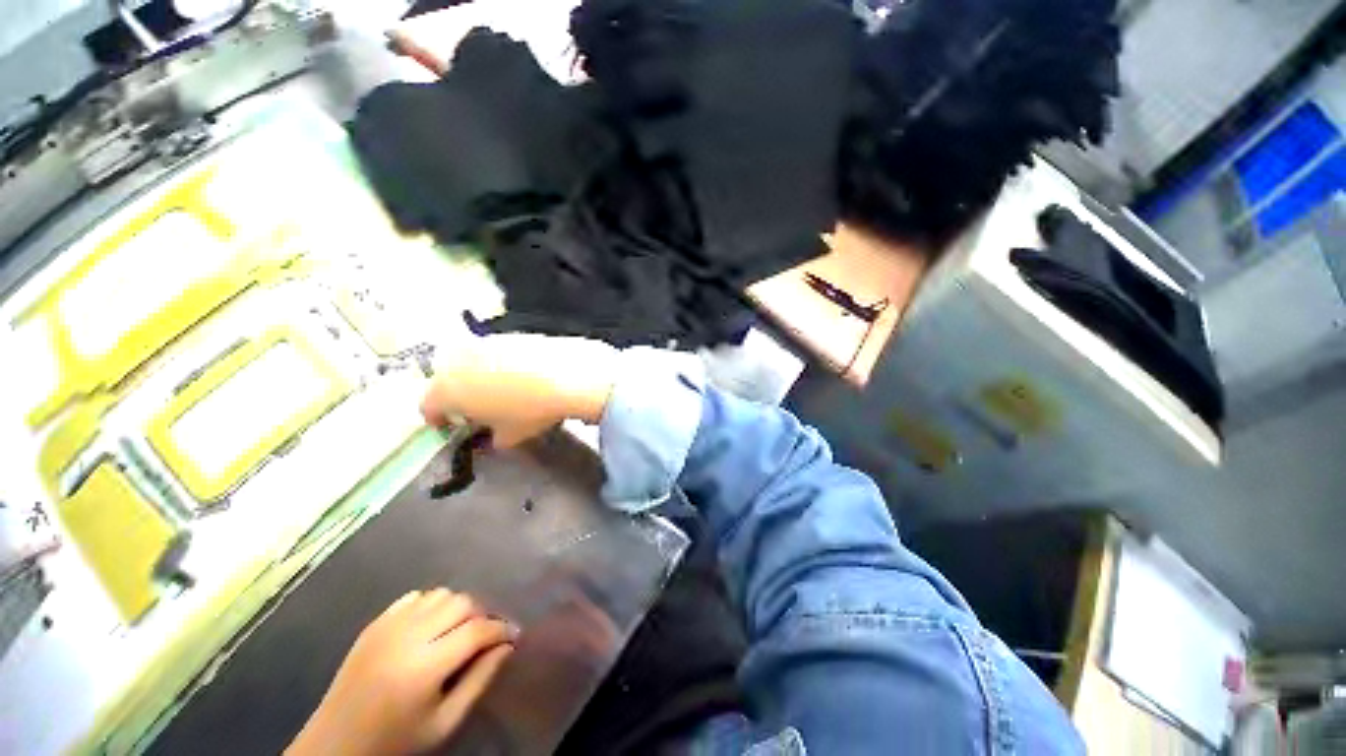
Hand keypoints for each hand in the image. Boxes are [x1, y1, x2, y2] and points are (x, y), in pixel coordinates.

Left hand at [287, 589, 516, 755]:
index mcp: (425, 667)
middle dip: (481, 616)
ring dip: (456, 608)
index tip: (514, 635)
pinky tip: (428, 628)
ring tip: (457, 631)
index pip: (477, 631)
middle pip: (462, 603)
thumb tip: (507, 646)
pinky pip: (414, 597)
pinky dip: (430, 605)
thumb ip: (479, 681)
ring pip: (440, 594)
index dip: (501, 629)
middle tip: (483, 637)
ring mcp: (387, 626)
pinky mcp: (374, 624)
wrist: (335, 747)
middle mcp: (407, 637)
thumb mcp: (444, 723)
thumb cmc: (396, 742)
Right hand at [421, 335, 620, 447]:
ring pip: (468, 362)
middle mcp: (456, 361)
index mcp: (446, 390)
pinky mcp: (506, 333)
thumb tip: (492, 438)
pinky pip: (493, 351)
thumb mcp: (509, 437)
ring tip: (499, 389)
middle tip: (476, 408)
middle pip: (445, 380)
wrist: (567, 374)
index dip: (439, 419)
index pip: (428, 407)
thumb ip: (492, 441)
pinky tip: (520, 373)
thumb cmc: (530, 411)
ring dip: (475, 376)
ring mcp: (482, 342)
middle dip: (456, 395)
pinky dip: (499, 363)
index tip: (450, 426)